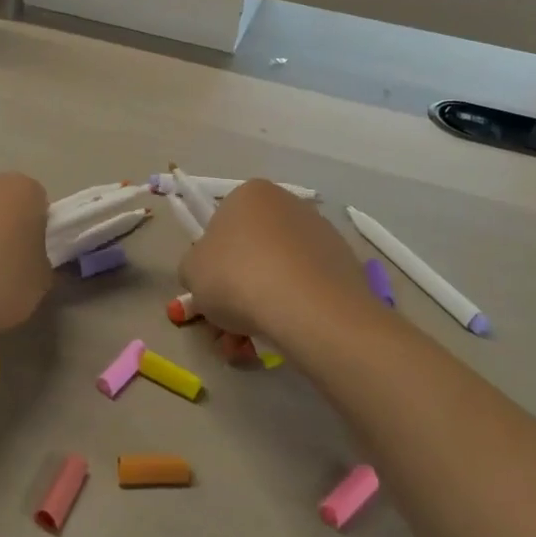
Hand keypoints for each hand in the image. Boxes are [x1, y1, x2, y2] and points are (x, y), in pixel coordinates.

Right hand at [180, 179, 371, 343]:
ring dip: (263, 303)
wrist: (307, 308)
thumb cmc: (237, 277)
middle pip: (253, 250)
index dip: (212, 261)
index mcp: (249, 194)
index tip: (210, 290)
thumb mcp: (191, 271)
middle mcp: (289, 203)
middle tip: (227, 325)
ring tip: (251, 342)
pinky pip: (307, 287)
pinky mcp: (344, 263)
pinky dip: (293, 308)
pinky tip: (284, 334)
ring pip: (279, 272)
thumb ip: (194, 267)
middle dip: (238, 288)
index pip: (221, 224)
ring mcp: (322, 232)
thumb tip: (207, 273)